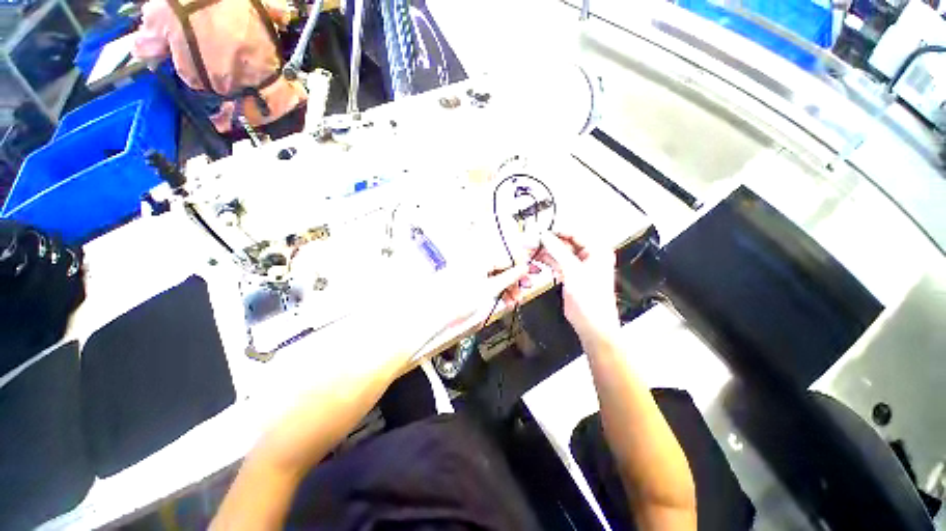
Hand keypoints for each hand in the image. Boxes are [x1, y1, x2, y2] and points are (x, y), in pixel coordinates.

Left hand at [375, 262, 527, 363]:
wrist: (431, 313)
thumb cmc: (458, 301)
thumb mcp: (489, 289)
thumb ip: (508, 278)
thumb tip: (523, 269)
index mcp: (480, 255)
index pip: (508, 257)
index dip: (520, 270)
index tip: (528, 279)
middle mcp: (474, 257)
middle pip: (501, 266)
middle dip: (513, 281)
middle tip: (520, 294)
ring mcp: (468, 267)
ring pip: (493, 273)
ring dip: (504, 287)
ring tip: (510, 301)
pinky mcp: (464, 276)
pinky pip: (484, 278)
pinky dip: (493, 288)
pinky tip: (499, 298)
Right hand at [534, 232, 619, 347]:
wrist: (592, 324)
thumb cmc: (591, 300)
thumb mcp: (573, 271)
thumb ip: (558, 251)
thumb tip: (546, 237)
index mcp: (597, 251)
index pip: (574, 234)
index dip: (557, 232)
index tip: (541, 231)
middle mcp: (589, 256)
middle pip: (565, 243)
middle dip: (548, 242)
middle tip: (532, 241)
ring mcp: (578, 265)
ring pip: (559, 253)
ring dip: (545, 251)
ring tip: (530, 249)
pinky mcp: (569, 275)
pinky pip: (556, 263)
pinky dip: (546, 261)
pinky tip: (536, 259)